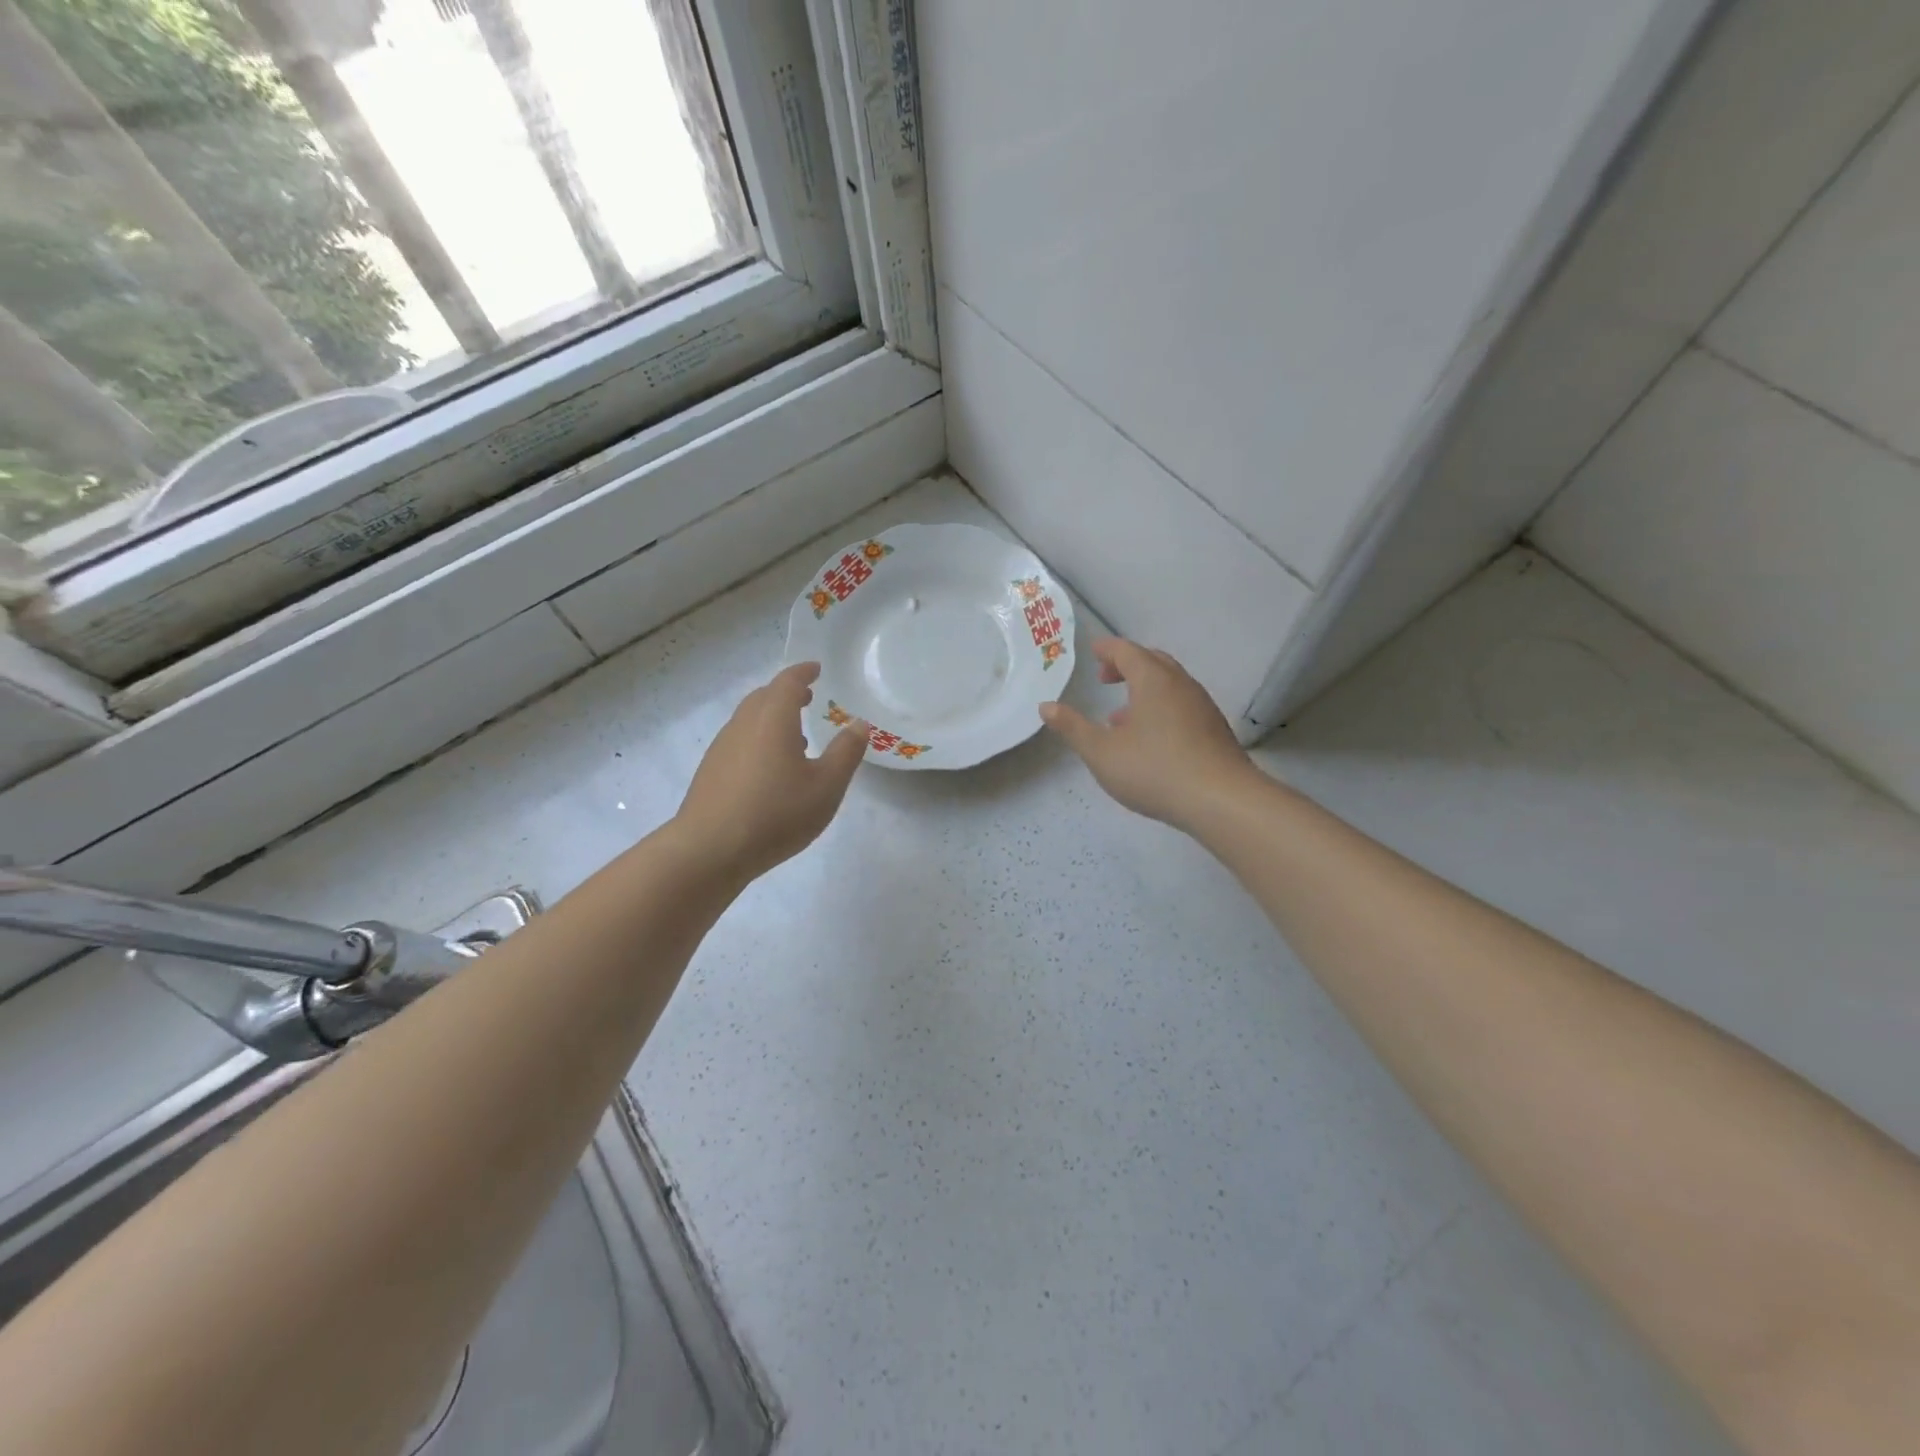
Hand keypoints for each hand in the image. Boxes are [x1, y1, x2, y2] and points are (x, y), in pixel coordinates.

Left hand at [675, 662, 869, 880]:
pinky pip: (740, 741)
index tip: (816, 669)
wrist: (709, 850)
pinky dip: (759, 739)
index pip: (788, 682)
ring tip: (796, 737)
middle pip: (764, 696)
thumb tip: (859, 723)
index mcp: (773, 719)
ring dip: (772, 718)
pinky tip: (771, 770)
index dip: (803, 672)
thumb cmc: (776, 814)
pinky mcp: (711, 771)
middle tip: (808, 698)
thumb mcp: (826, 786)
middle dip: (786, 692)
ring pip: (749, 719)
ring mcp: (722, 748)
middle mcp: (744, 724)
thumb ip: (846, 752)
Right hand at [1040, 638, 1256, 829]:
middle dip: (1127, 665)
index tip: (1092, 652)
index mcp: (1152, 681)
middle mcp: (1180, 685)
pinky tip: (1150, 739)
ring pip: (1170, 685)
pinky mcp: (1214, 729)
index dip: (1107, 649)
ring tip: (1120, 716)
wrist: (1221, 800)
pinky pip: (1182, 705)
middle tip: (1105, 678)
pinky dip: (1161, 708)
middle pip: (1152, 661)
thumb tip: (1046, 706)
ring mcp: (1202, 706)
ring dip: (1144, 690)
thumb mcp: (1101, 752)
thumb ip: (1073, 727)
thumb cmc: (1154, 770)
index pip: (1127, 651)